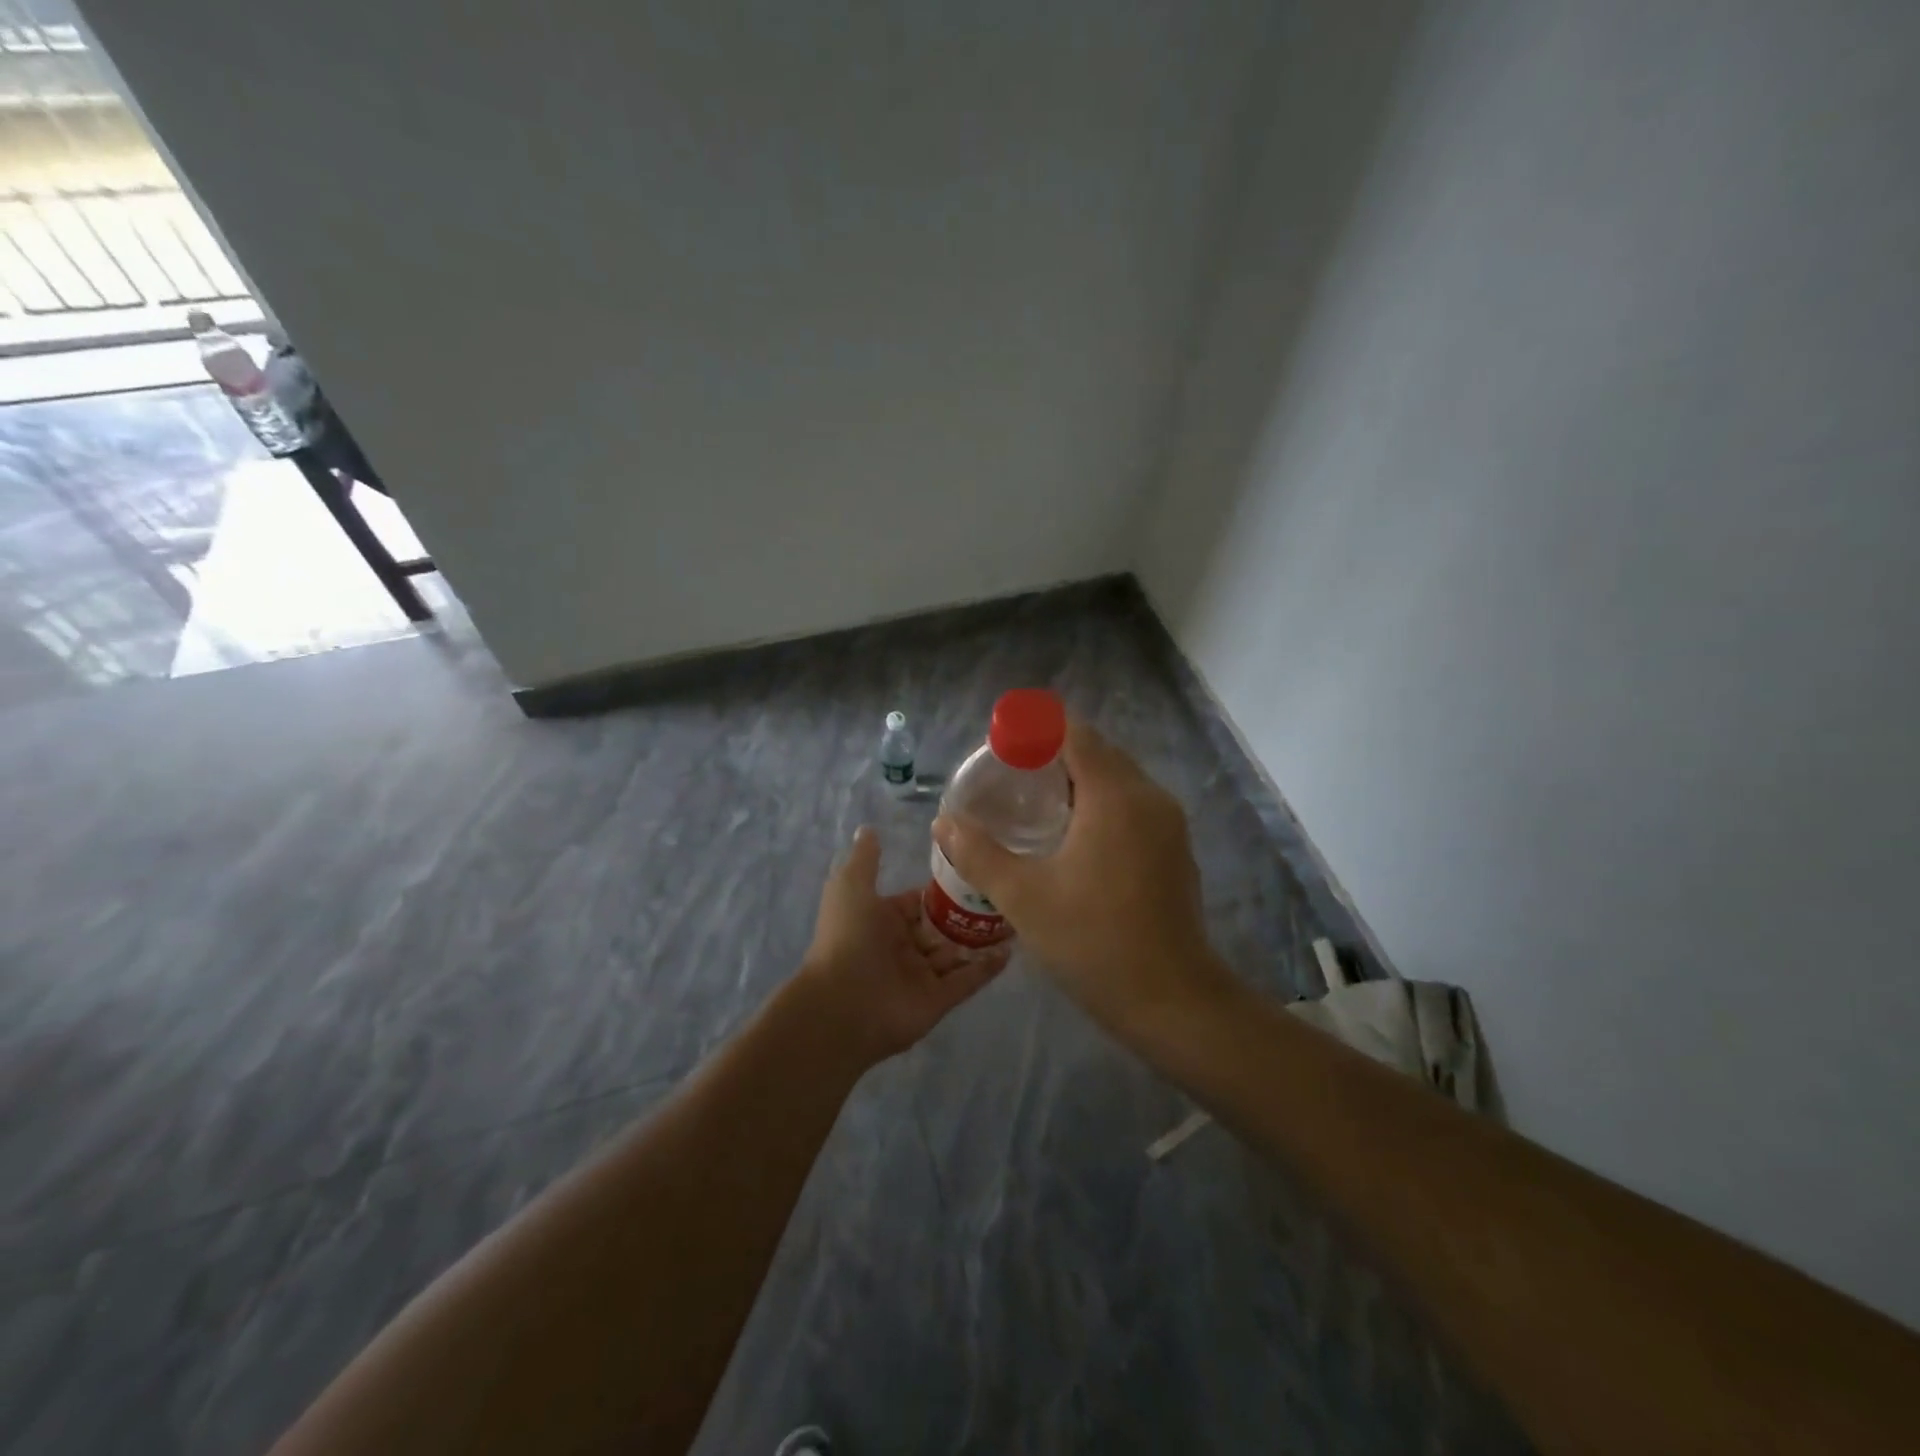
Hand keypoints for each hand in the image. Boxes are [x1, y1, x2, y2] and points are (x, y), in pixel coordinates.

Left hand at [798, 826, 1009, 1065]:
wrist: (841, 1004)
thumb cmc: (848, 937)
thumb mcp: (852, 887)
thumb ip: (865, 859)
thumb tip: (869, 828)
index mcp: (883, 920)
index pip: (919, 901)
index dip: (942, 889)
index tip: (975, 870)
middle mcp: (903, 946)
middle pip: (942, 927)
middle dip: (968, 914)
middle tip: (1003, 894)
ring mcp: (922, 975)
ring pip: (957, 953)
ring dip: (982, 939)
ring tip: (1016, 918)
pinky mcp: (938, 1001)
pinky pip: (967, 981)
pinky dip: (987, 968)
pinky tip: (1010, 950)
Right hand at [931, 722, 1235, 1038]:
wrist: (1172, 1000)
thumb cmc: (1094, 941)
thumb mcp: (1023, 897)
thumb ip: (978, 853)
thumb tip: (944, 822)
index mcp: (1114, 796)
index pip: (1075, 733)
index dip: (1035, 729)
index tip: (1001, 745)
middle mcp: (1148, 797)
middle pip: (1098, 752)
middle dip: (1053, 754)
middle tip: (1009, 777)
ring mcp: (1168, 824)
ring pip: (1118, 779)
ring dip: (1078, 780)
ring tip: (1033, 805)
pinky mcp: (1175, 849)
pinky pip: (1133, 806)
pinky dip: (1101, 804)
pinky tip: (1072, 838)